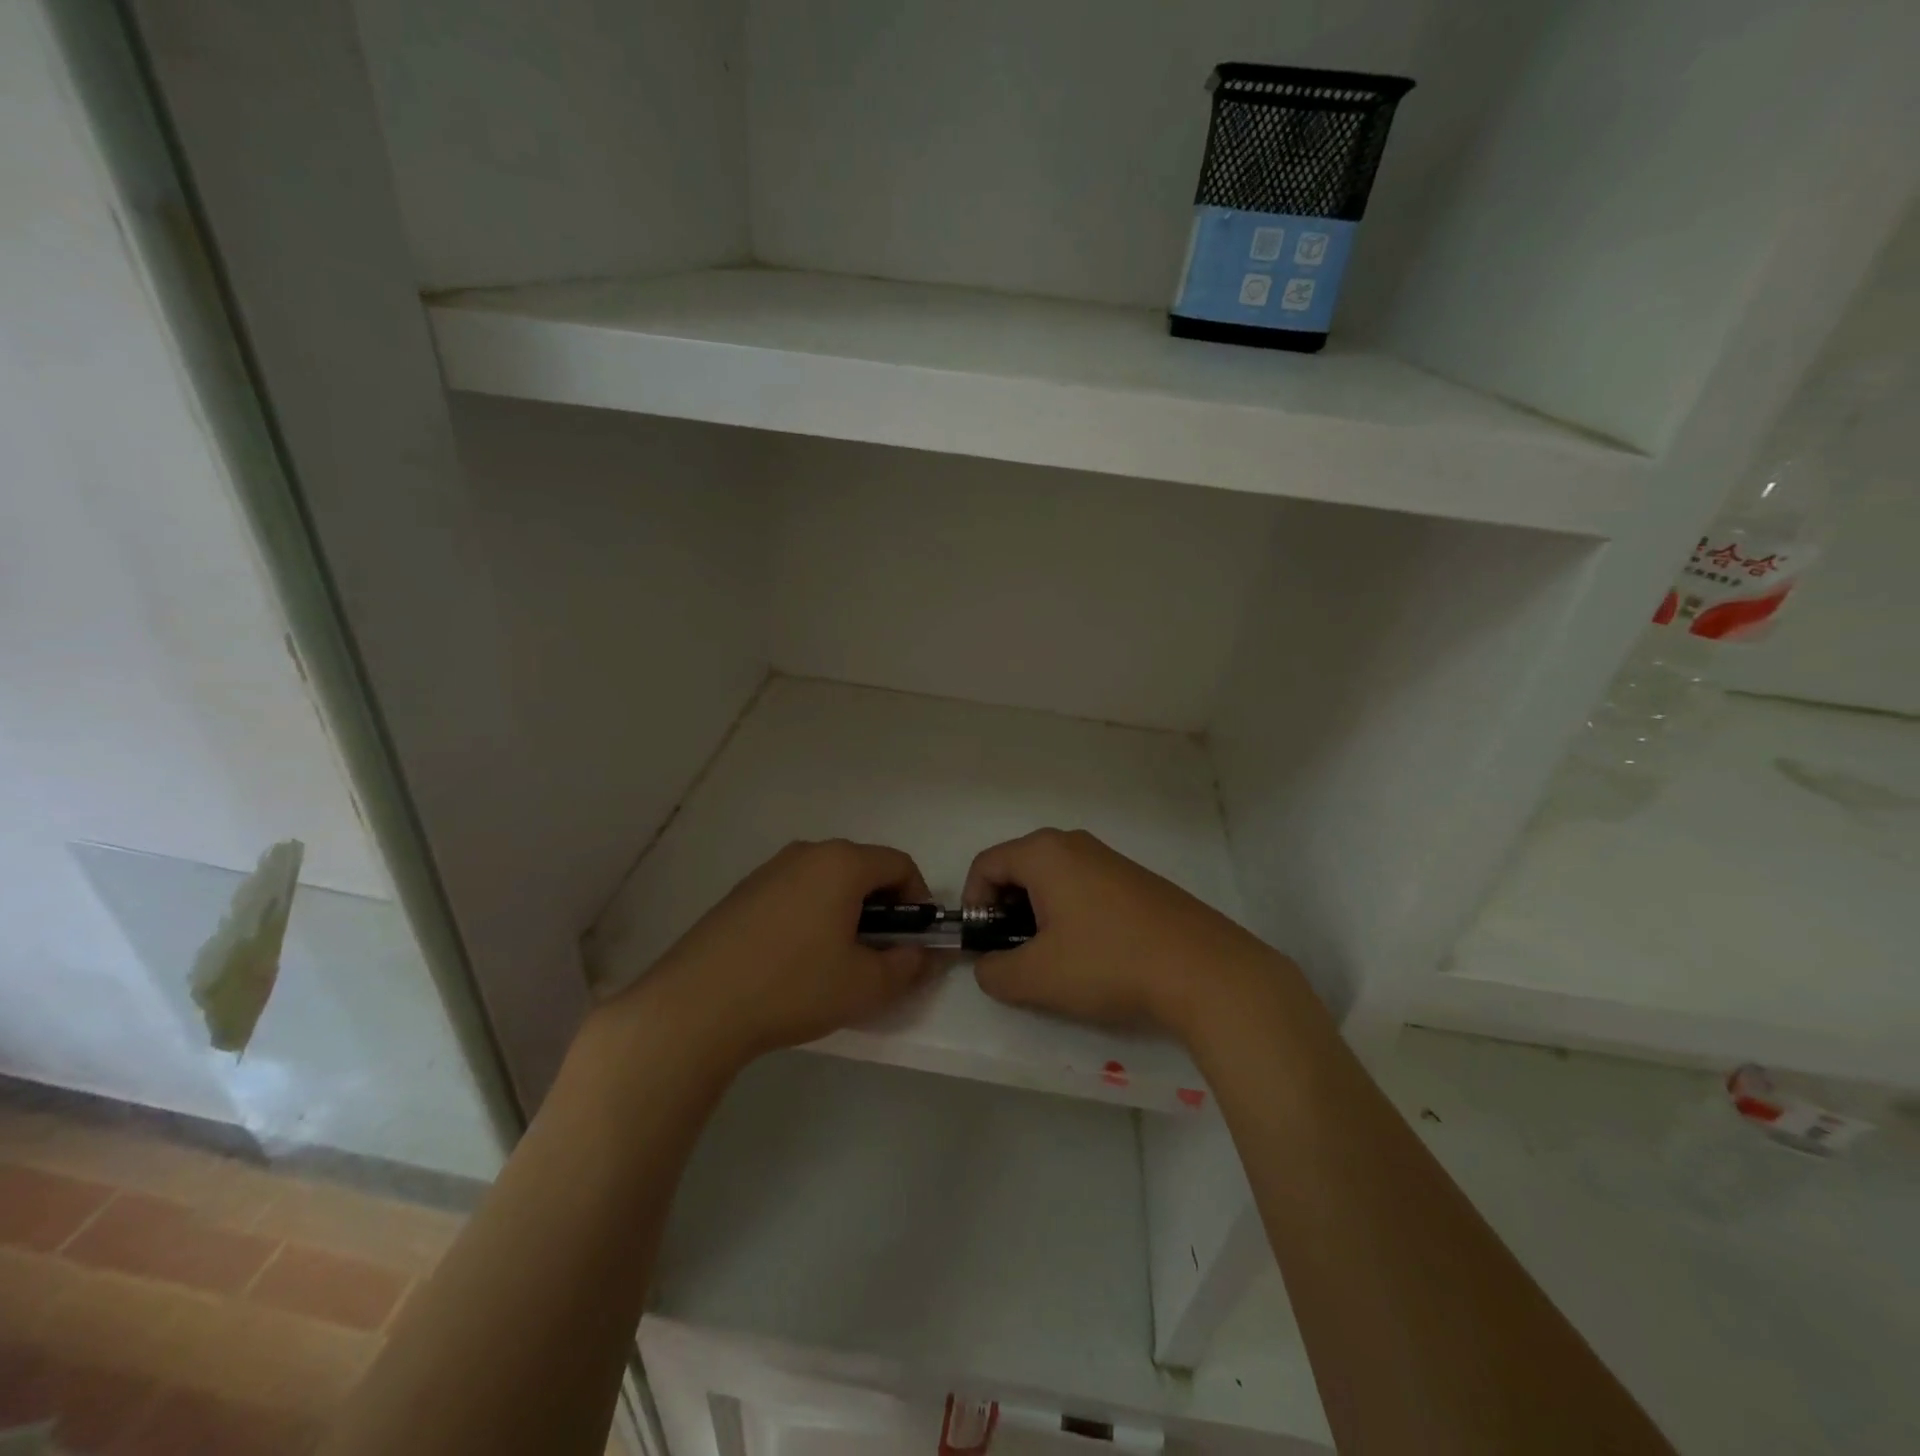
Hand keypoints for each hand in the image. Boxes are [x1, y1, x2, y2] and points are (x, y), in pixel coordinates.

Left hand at [624, 840, 935, 1071]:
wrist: (697, 1005)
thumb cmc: (794, 986)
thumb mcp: (865, 986)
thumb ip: (906, 967)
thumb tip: (921, 955)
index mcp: (841, 863)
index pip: (899, 864)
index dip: (919, 900)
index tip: (914, 939)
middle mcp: (807, 853)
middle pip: (863, 868)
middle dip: (883, 907)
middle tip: (880, 952)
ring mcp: (769, 870)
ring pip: (827, 881)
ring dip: (847, 911)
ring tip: (837, 960)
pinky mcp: (742, 892)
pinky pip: (796, 892)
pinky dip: (813, 915)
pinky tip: (797, 960)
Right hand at [962, 828, 1282, 1039]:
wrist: (1204, 970)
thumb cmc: (1109, 963)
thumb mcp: (1037, 978)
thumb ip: (994, 972)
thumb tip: (988, 966)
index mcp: (1044, 853)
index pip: (985, 865)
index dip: (974, 907)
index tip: (986, 947)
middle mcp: (1074, 844)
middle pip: (1018, 869)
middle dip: (1006, 912)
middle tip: (1017, 955)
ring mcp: (1110, 858)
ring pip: (1052, 880)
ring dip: (1039, 916)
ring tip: (1055, 961)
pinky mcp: (1136, 880)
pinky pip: (1084, 888)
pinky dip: (1071, 915)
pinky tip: (1093, 955)